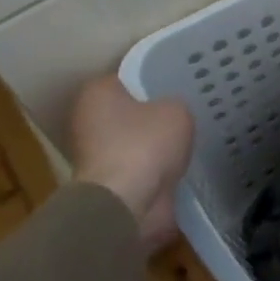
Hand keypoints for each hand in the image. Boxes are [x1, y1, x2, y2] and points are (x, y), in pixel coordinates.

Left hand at [68, 76, 195, 247]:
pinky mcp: (110, 183)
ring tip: (190, 138)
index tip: (178, 83)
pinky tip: (183, 164)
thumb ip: (175, 105)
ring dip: (156, 143)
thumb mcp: (177, 110)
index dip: (154, 79)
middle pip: (129, 110)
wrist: (126, 203)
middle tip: (187, 110)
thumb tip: (171, 114)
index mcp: (97, 93)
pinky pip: (141, 167)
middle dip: (154, 113)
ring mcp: (96, 155)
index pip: (128, 77)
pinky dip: (157, 168)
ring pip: (135, 140)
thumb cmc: (145, 145)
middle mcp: (89, 121)